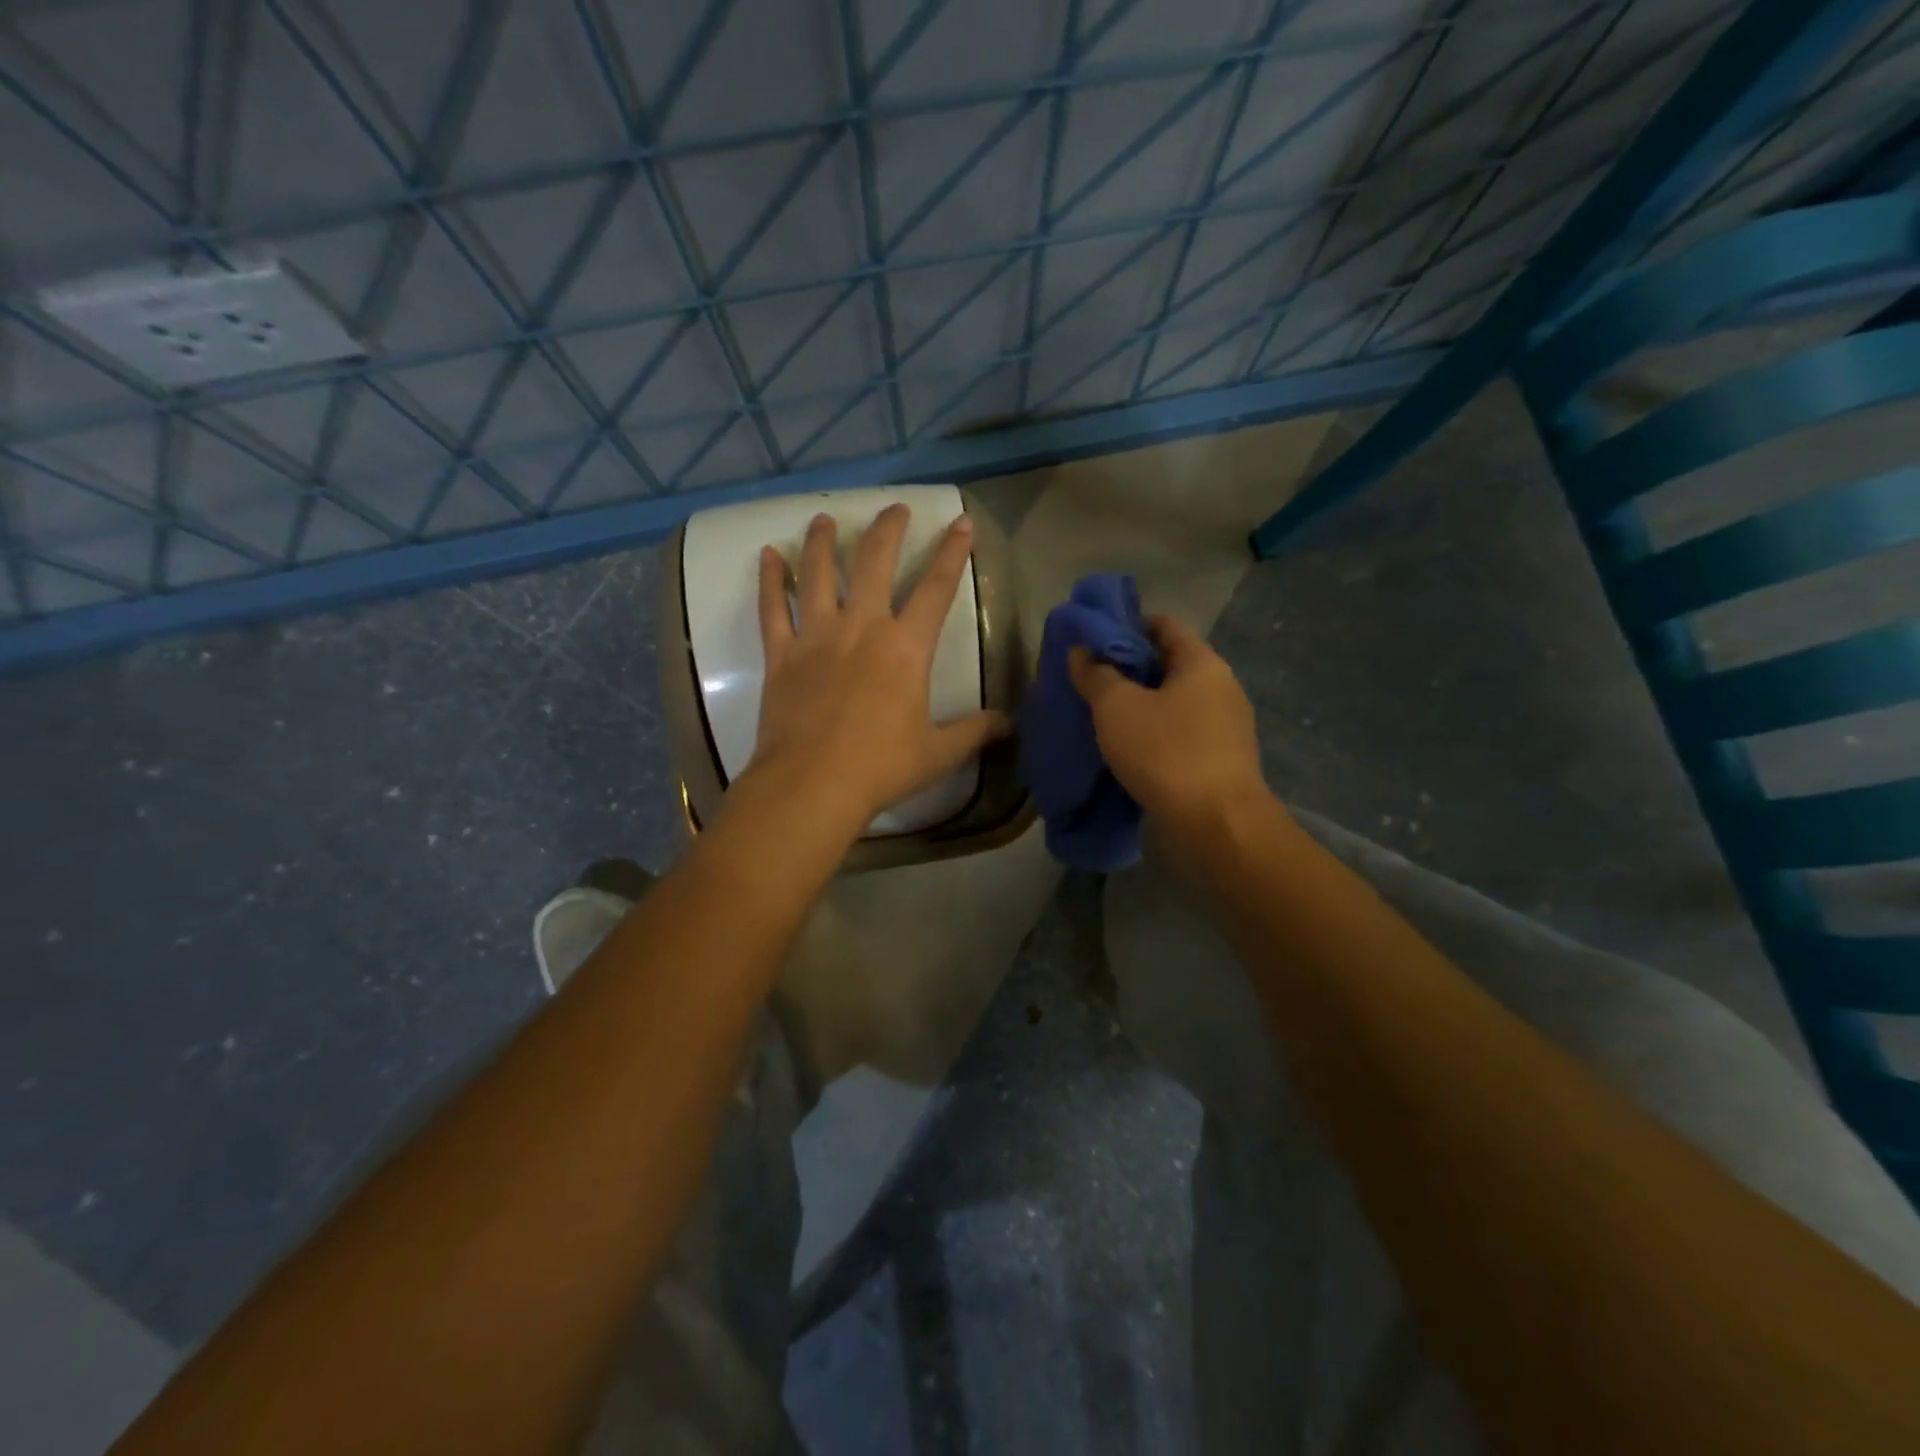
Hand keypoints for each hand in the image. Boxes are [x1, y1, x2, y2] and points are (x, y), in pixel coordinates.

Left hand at [745, 505, 1009, 832]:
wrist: (812, 785)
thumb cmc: (881, 767)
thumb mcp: (938, 753)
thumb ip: (974, 732)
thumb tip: (1009, 724)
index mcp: (906, 648)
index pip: (936, 588)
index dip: (952, 553)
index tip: (960, 523)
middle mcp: (862, 627)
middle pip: (875, 562)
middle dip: (888, 529)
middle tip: (894, 508)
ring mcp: (817, 636)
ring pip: (819, 573)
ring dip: (823, 541)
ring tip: (824, 518)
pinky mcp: (781, 654)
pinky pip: (772, 608)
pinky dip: (770, 579)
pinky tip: (769, 555)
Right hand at [1069, 615, 1266, 843]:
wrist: (1217, 824)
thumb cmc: (1166, 753)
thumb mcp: (1117, 708)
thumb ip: (1096, 675)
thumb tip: (1082, 652)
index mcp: (1202, 663)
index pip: (1165, 624)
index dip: (1128, 625)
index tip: (1095, 640)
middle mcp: (1222, 686)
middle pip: (1170, 663)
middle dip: (1130, 669)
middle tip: (1091, 679)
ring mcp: (1226, 725)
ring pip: (1175, 701)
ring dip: (1142, 704)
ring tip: (1103, 716)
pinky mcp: (1222, 759)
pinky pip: (1182, 732)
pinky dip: (1155, 732)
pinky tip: (1129, 748)